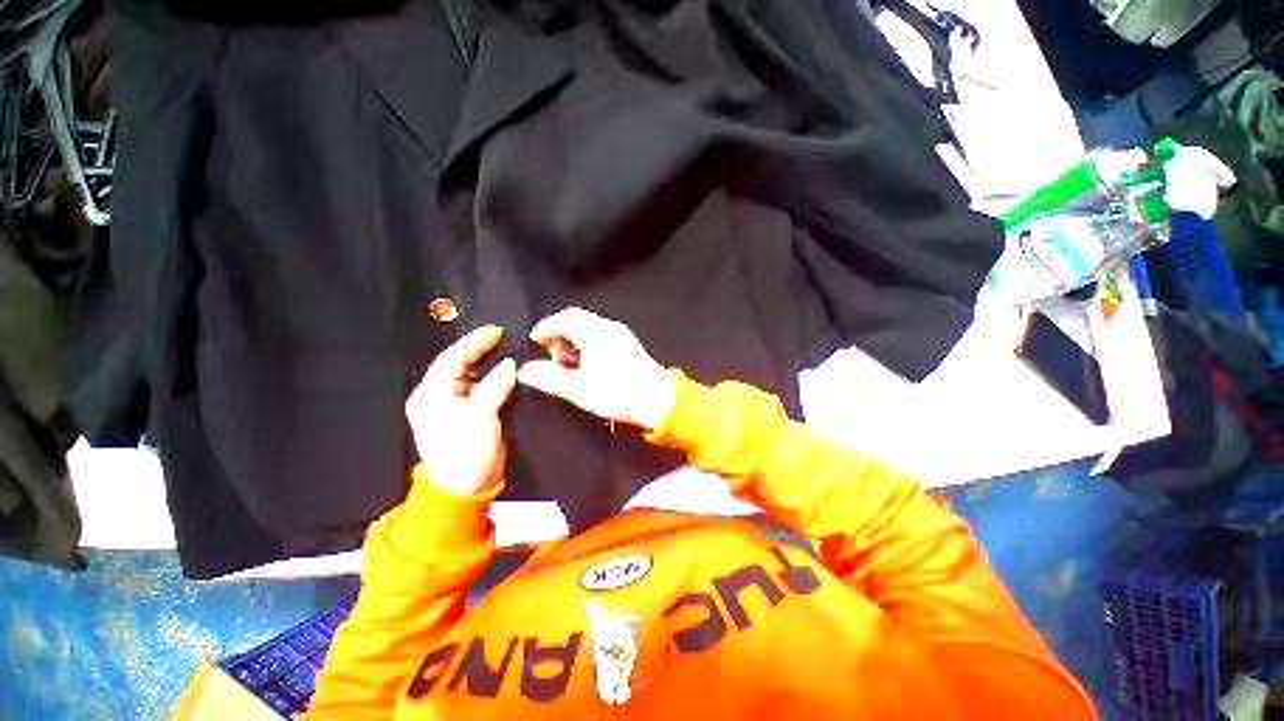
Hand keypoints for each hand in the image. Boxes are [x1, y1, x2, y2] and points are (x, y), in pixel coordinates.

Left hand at [406, 325, 516, 493]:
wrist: (468, 486)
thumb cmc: (465, 450)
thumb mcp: (479, 415)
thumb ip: (496, 385)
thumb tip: (511, 365)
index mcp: (431, 393)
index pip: (453, 359)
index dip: (475, 342)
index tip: (497, 330)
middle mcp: (441, 395)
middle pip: (462, 365)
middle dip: (483, 350)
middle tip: (506, 337)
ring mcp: (457, 405)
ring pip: (476, 376)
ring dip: (492, 364)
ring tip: (511, 351)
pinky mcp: (473, 413)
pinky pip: (485, 389)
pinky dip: (498, 379)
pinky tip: (511, 373)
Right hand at [517, 307, 676, 429]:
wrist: (658, 400)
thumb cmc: (617, 393)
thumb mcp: (578, 389)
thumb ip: (549, 378)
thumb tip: (524, 371)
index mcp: (595, 332)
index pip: (564, 318)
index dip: (546, 327)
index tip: (534, 340)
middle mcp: (608, 327)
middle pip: (577, 320)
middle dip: (559, 334)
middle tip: (550, 355)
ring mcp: (621, 334)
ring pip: (589, 328)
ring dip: (574, 340)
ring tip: (567, 363)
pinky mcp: (628, 344)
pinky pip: (601, 335)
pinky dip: (588, 344)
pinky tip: (586, 364)